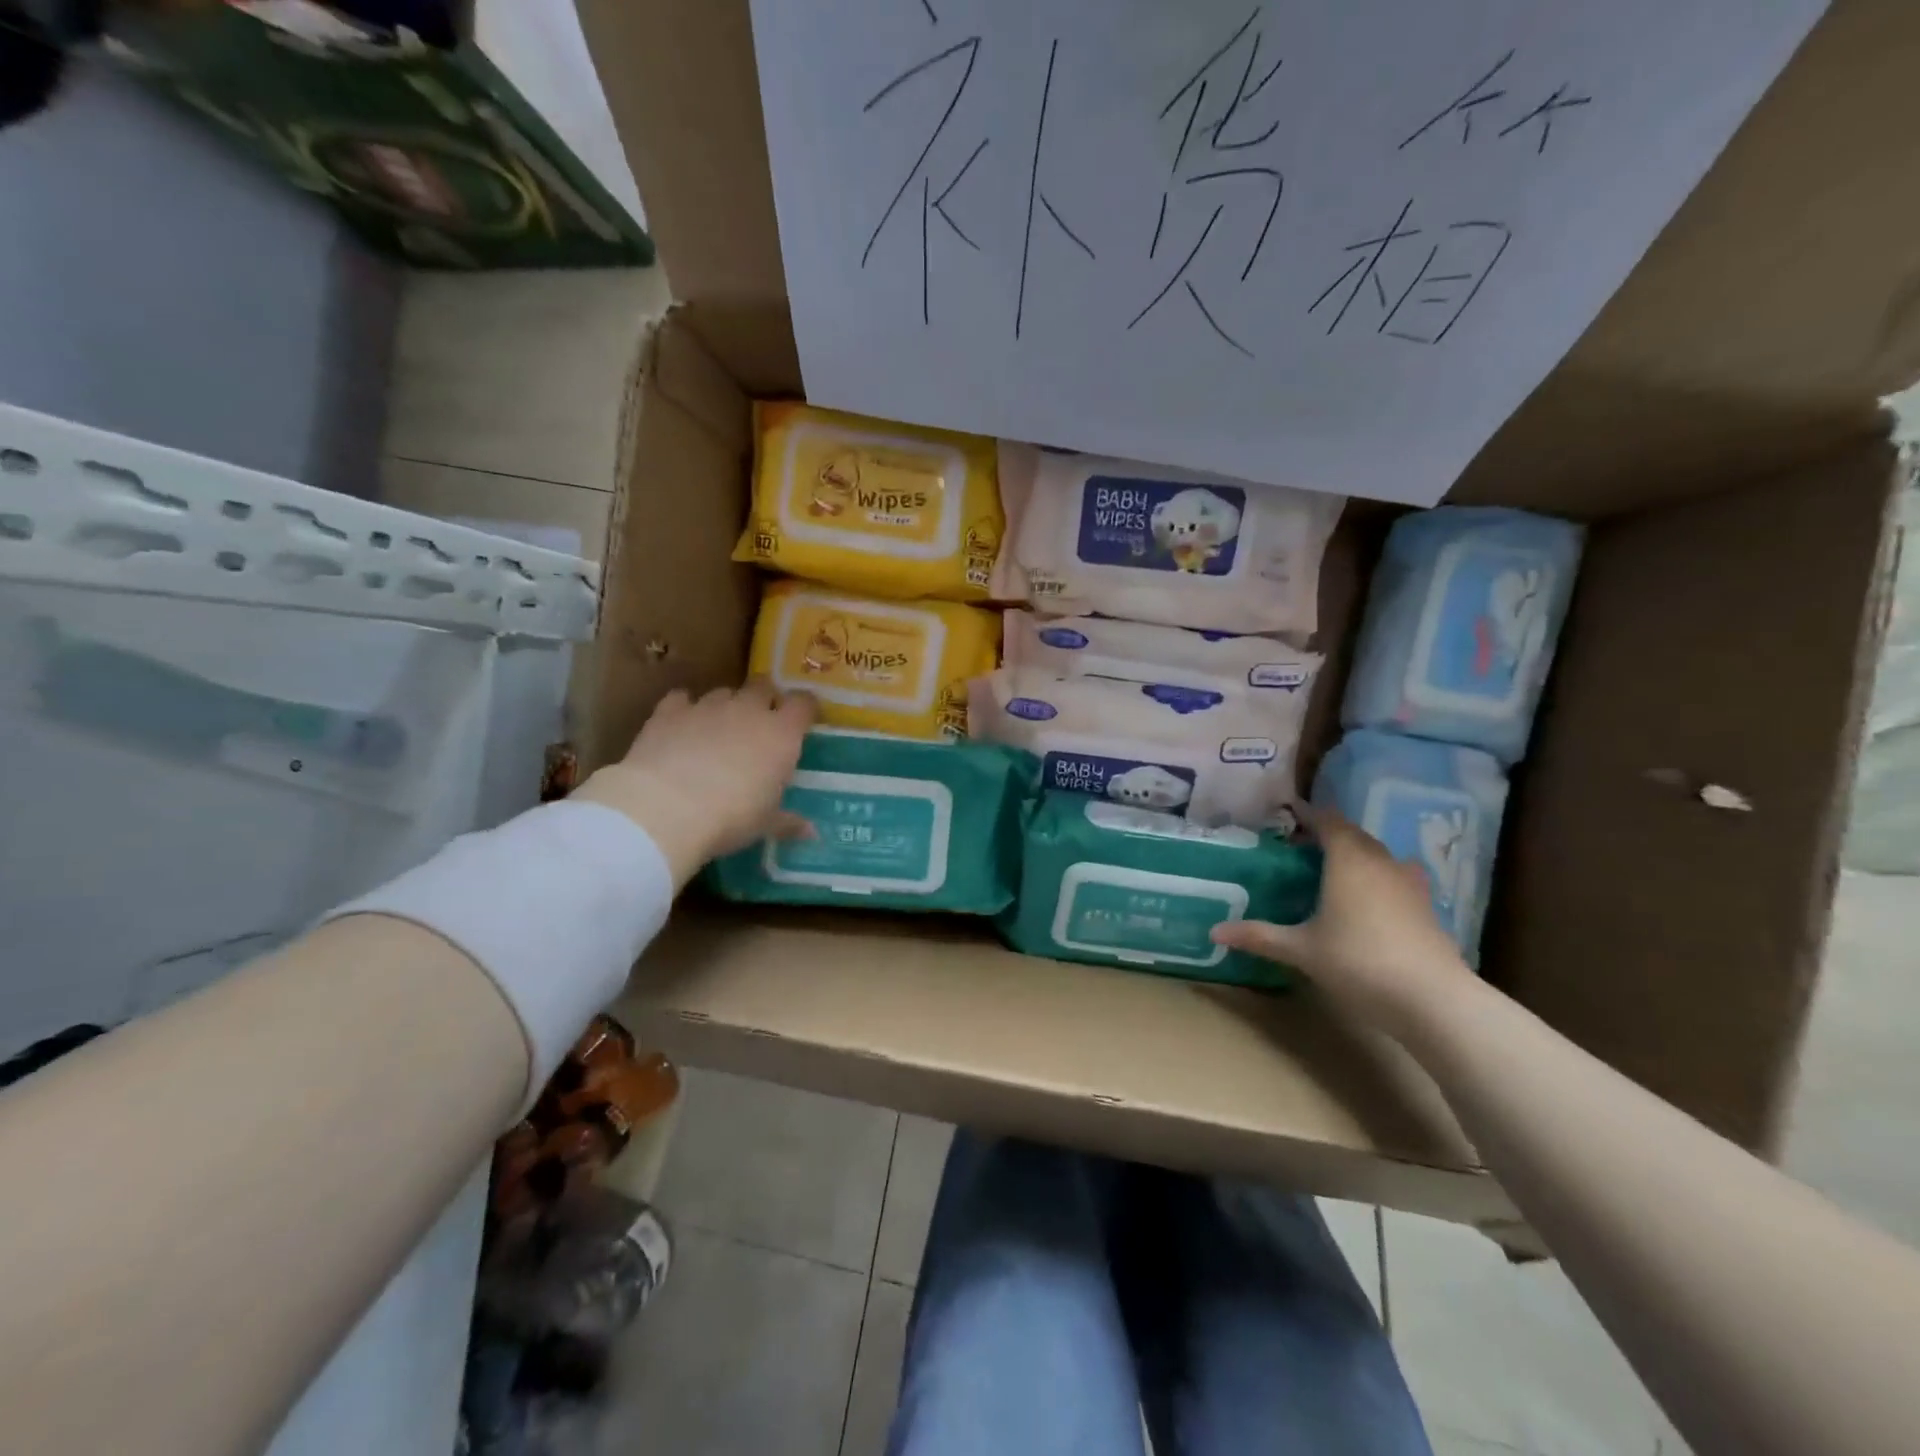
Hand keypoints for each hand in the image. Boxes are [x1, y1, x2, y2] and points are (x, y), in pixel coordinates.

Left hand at [576, 681, 815, 885]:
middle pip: (763, 687)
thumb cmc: (731, 817)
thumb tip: (811, 832)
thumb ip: (788, 821)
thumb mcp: (765, 824)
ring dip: (726, 705)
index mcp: (781, 734)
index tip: (803, 720)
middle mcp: (748, 710)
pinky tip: (681, 726)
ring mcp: (707, 707)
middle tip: (761, 723)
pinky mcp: (669, 712)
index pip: (803, 704)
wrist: (666, 809)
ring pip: (724, 692)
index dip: (804, 708)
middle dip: (765, 699)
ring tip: (719, 729)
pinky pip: (681, 699)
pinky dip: (684, 708)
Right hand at [1210, 806, 1478, 1037]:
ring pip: (1377, 855)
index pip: (1327, 821)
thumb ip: (1259, 936)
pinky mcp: (1426, 907)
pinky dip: (1377, 878)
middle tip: (1299, 847)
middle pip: (1353, 835)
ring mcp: (1409, 884)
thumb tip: (1214, 931)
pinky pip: (1396, 877)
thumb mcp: (1301, 950)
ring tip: (1331, 870)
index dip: (1307, 814)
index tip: (1287, 813)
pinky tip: (1367, 900)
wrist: (1433, 999)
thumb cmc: (1359, 962)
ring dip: (1355, 855)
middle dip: (1327, 834)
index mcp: (1348, 860)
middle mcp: (1380, 862)